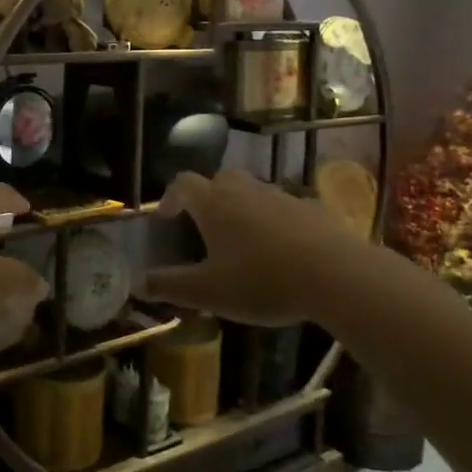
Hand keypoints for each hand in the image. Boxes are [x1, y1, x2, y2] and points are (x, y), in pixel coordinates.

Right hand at [139, 170, 353, 325]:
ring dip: (242, 207)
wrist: (335, 275)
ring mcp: (280, 196)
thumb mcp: (207, 292)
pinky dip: (275, 221)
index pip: (183, 184)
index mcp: (213, 204)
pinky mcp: (312, 209)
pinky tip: (282, 249)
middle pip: (219, 179)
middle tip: (205, 224)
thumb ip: (169, 285)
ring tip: (243, 240)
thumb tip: (135, 283)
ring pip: (253, 191)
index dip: (171, 197)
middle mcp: (244, 190)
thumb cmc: (260, 281)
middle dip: (208, 197)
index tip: (167, 217)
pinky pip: (284, 208)